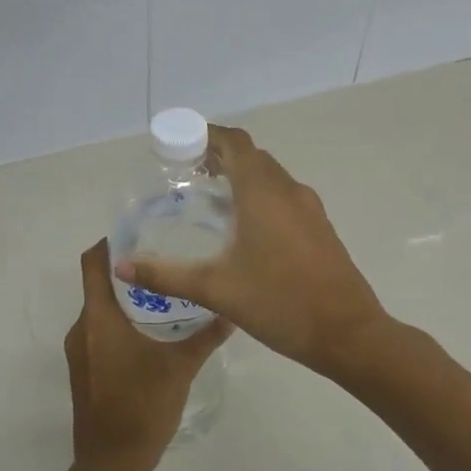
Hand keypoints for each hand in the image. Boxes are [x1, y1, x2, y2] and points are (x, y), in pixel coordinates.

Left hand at [66, 240, 228, 470]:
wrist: (111, 463)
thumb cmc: (142, 407)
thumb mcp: (180, 367)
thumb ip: (206, 336)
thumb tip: (233, 310)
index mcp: (97, 319)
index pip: (92, 263)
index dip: (110, 242)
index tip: (140, 231)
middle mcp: (81, 328)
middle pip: (98, 285)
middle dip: (129, 271)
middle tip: (166, 258)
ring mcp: (79, 351)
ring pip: (101, 310)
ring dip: (127, 298)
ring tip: (166, 292)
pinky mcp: (84, 370)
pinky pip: (100, 332)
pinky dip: (121, 322)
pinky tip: (153, 330)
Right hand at [112, 125, 388, 378]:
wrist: (348, 334)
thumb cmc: (280, 303)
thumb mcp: (216, 289)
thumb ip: (166, 275)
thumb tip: (122, 266)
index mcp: (263, 193)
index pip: (235, 143)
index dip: (206, 136)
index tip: (178, 147)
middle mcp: (289, 191)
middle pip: (252, 157)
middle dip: (219, 158)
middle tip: (185, 177)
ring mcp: (310, 210)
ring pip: (271, 178)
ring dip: (241, 179)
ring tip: (208, 202)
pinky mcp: (320, 229)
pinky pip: (284, 199)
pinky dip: (260, 199)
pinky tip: (243, 232)